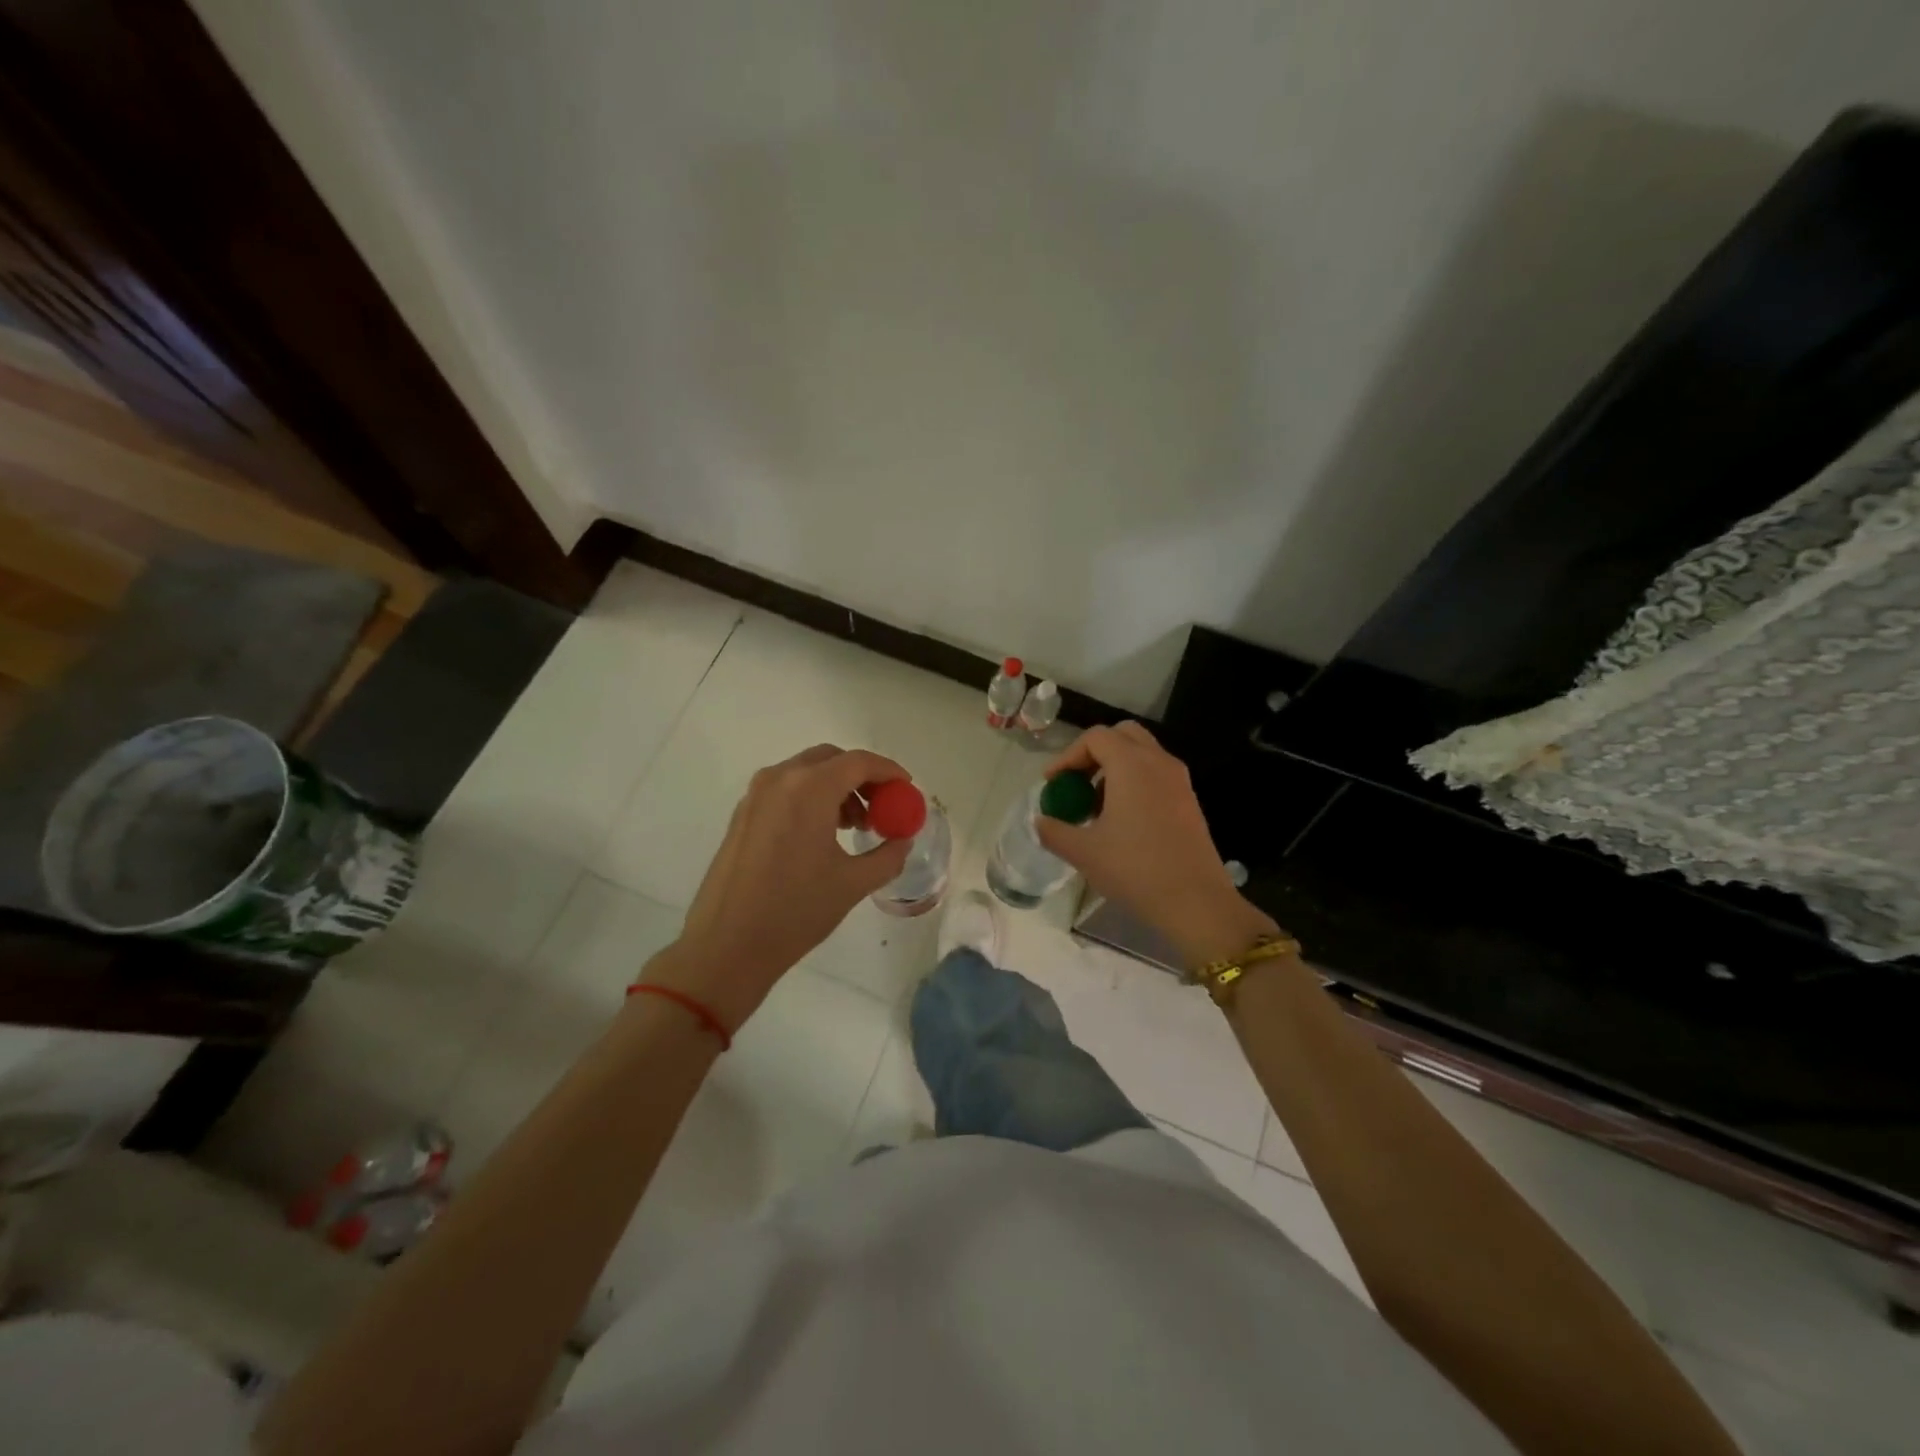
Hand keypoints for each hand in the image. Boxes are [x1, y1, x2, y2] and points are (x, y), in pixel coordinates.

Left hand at [642, 745, 912, 1030]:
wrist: (726, 946)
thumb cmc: (795, 912)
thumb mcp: (853, 884)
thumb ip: (888, 855)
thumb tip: (902, 840)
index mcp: (809, 789)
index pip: (859, 762)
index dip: (888, 771)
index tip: (906, 789)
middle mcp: (780, 780)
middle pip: (831, 760)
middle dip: (862, 777)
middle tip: (882, 807)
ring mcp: (756, 795)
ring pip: (806, 772)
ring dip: (836, 788)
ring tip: (853, 827)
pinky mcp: (742, 814)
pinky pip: (785, 790)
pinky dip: (811, 798)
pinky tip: (821, 835)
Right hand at [1037, 722, 1273, 964]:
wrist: (1195, 902)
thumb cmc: (1135, 869)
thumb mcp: (1084, 852)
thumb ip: (1054, 831)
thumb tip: (1040, 822)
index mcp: (1132, 765)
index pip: (1095, 738)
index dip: (1067, 756)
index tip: (1052, 784)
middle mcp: (1158, 762)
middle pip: (1122, 735)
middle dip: (1093, 753)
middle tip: (1075, 783)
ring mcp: (1179, 781)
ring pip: (1142, 754)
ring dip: (1114, 768)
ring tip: (1095, 805)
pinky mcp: (1189, 801)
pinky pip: (1156, 775)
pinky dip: (1134, 782)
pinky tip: (1122, 820)